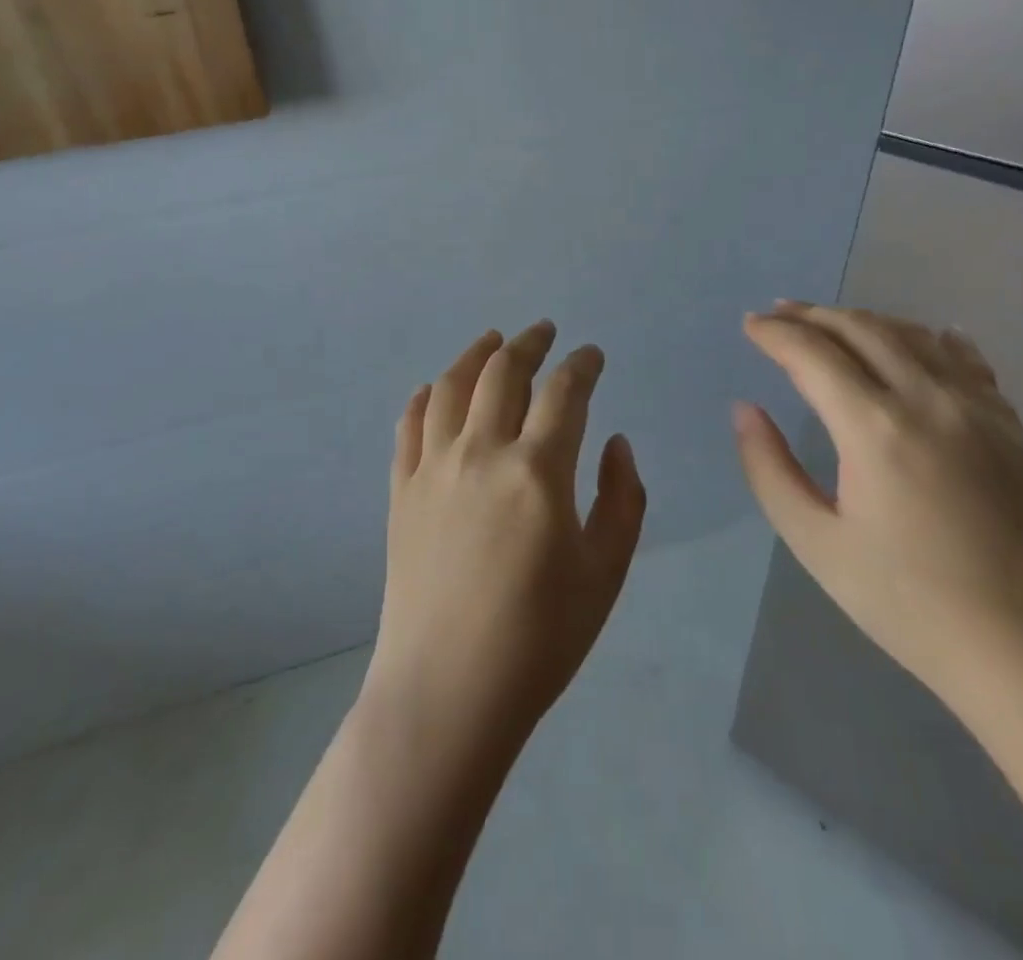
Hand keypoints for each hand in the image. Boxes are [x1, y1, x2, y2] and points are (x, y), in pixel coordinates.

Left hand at [366, 322, 647, 750]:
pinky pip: (409, 425)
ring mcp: (433, 468)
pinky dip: (424, 397)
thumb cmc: (539, 638)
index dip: (582, 364)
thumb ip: (621, 498)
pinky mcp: (401, 490)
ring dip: (474, 354)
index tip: (591, 354)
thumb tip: (614, 441)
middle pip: (502, 371)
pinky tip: (433, 390)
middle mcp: (481, 452)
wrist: (448, 691)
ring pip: (450, 386)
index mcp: (537, 470)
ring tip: (491, 341)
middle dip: (528, 343)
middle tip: (543, 331)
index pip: (564, 391)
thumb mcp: (605, 572)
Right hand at [734, 303, 1022, 715]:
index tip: (749, 325)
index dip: (775, 333)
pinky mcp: (1009, 426)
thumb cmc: (909, 604)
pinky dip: (929, 338)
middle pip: (861, 329)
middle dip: (812, 315)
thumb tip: (745, 409)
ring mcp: (977, 409)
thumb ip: (769, 469)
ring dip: (863, 320)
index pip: (813, 354)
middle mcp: (928, 400)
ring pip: (912, 335)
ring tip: (830, 322)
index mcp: (875, 428)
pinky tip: (920, 337)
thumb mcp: (816, 544)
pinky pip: (964, 359)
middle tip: (778, 314)